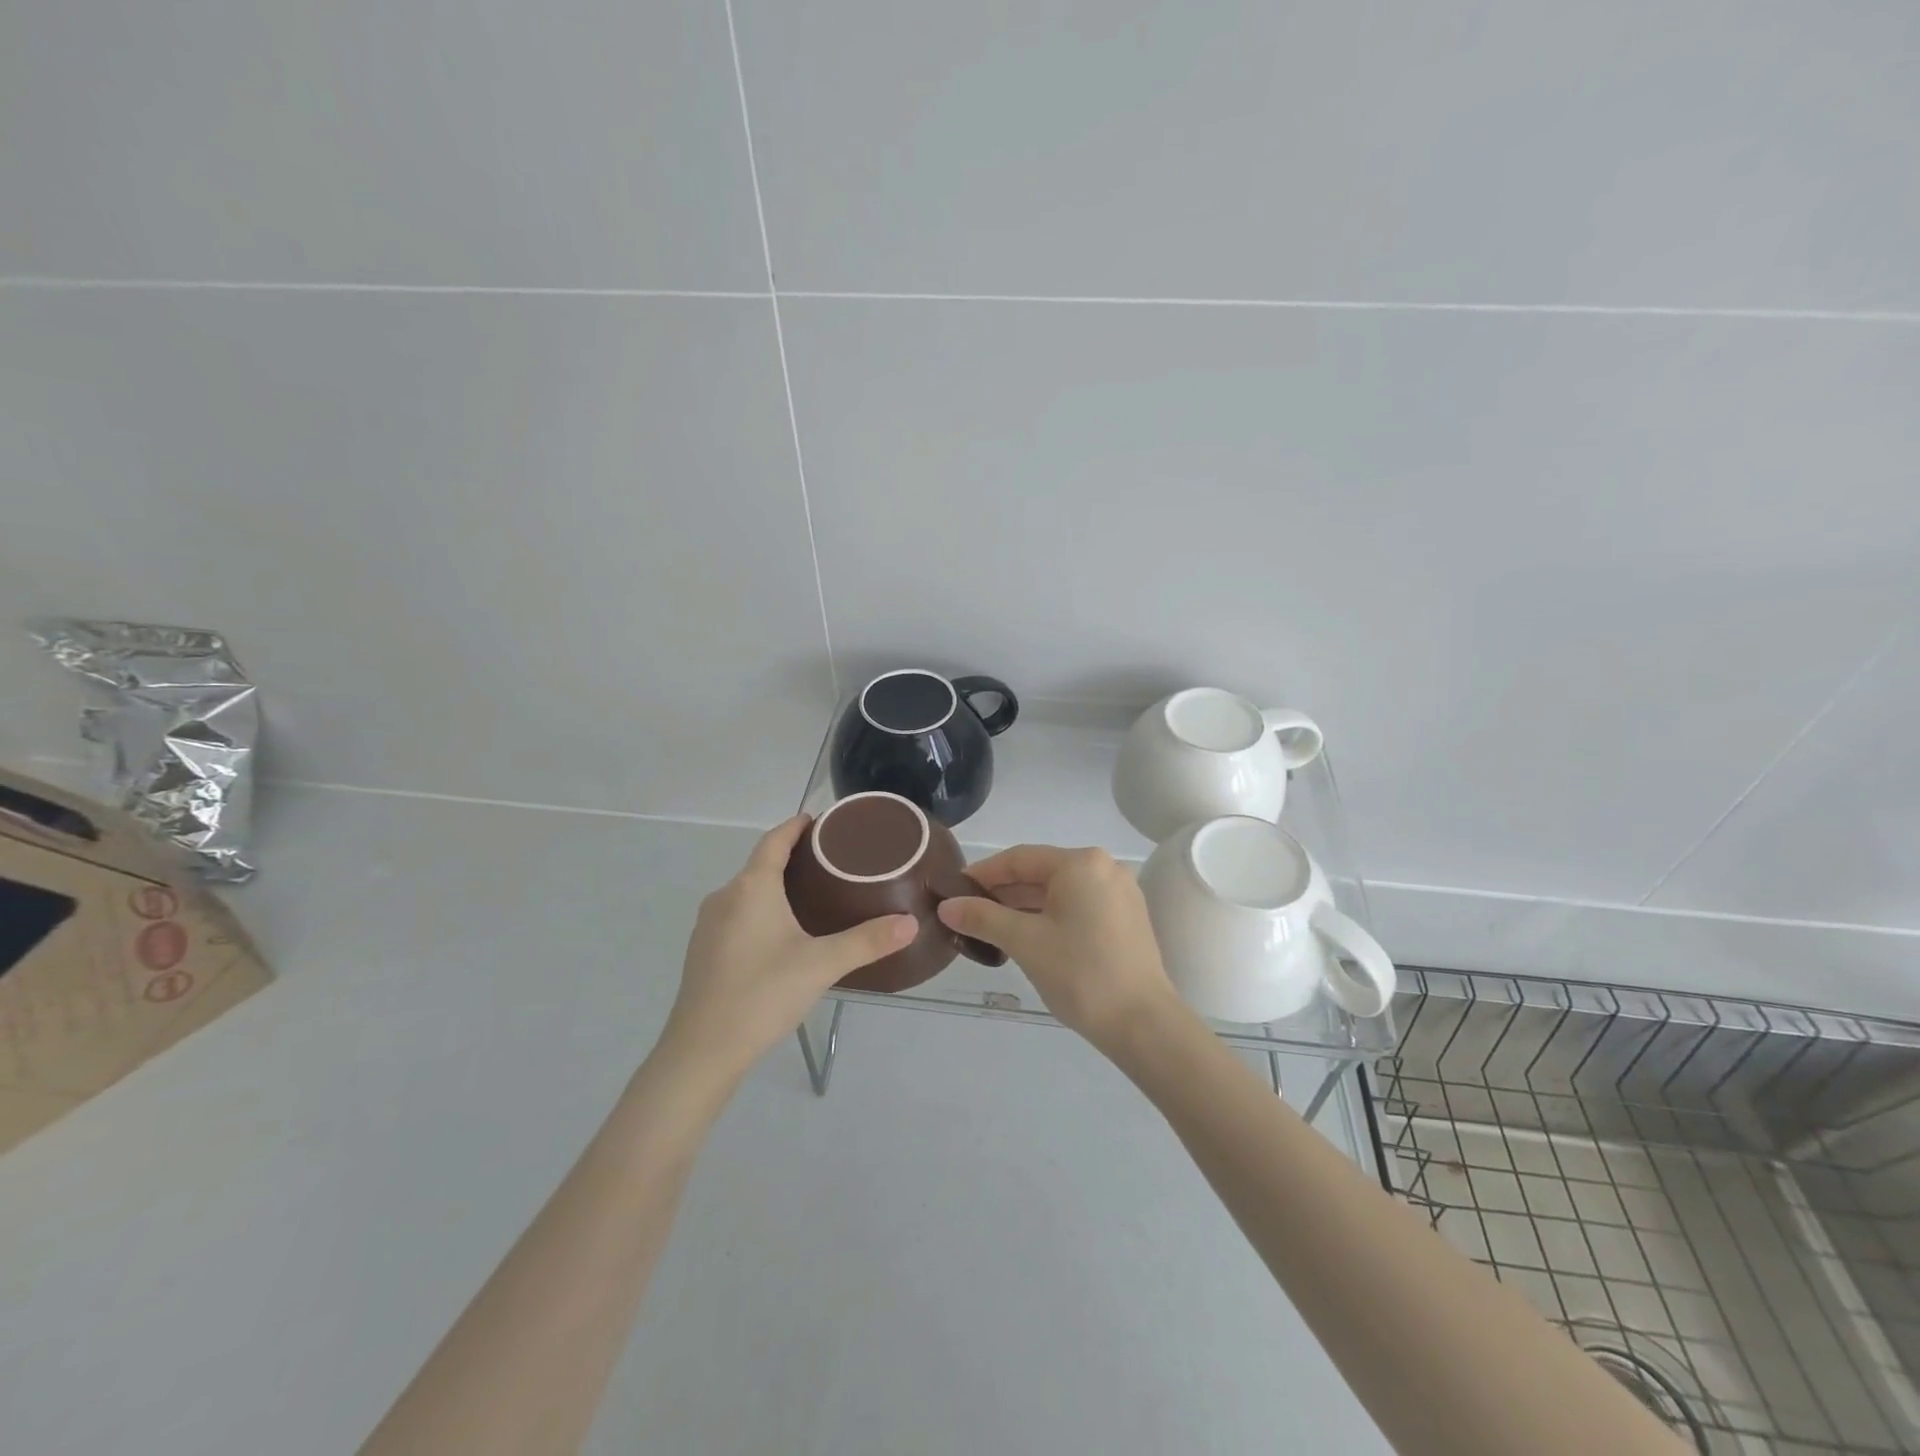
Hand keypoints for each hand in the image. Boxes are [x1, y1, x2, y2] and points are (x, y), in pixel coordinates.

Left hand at [659, 816, 915, 1083]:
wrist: (701, 1051)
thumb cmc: (762, 994)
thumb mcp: (822, 964)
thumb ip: (868, 941)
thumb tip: (911, 922)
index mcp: (751, 887)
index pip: (774, 840)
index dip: (796, 826)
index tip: (819, 820)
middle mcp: (725, 897)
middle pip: (760, 864)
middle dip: (792, 857)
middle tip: (831, 862)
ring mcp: (708, 925)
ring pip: (747, 892)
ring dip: (775, 886)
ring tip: (812, 895)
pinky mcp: (703, 951)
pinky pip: (736, 915)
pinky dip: (760, 910)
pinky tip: (780, 934)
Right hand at [936, 845, 1184, 1053]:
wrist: (1143, 1024)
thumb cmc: (1081, 974)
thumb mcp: (1025, 942)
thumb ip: (982, 918)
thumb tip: (946, 907)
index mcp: (1081, 863)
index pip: (1020, 859)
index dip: (982, 874)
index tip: (953, 891)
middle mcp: (1104, 867)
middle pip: (1040, 873)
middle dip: (1002, 893)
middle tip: (966, 914)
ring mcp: (1119, 893)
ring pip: (1059, 892)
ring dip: (1024, 907)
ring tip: (989, 929)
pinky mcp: (1126, 918)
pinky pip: (1078, 907)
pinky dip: (1049, 917)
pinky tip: (1026, 938)